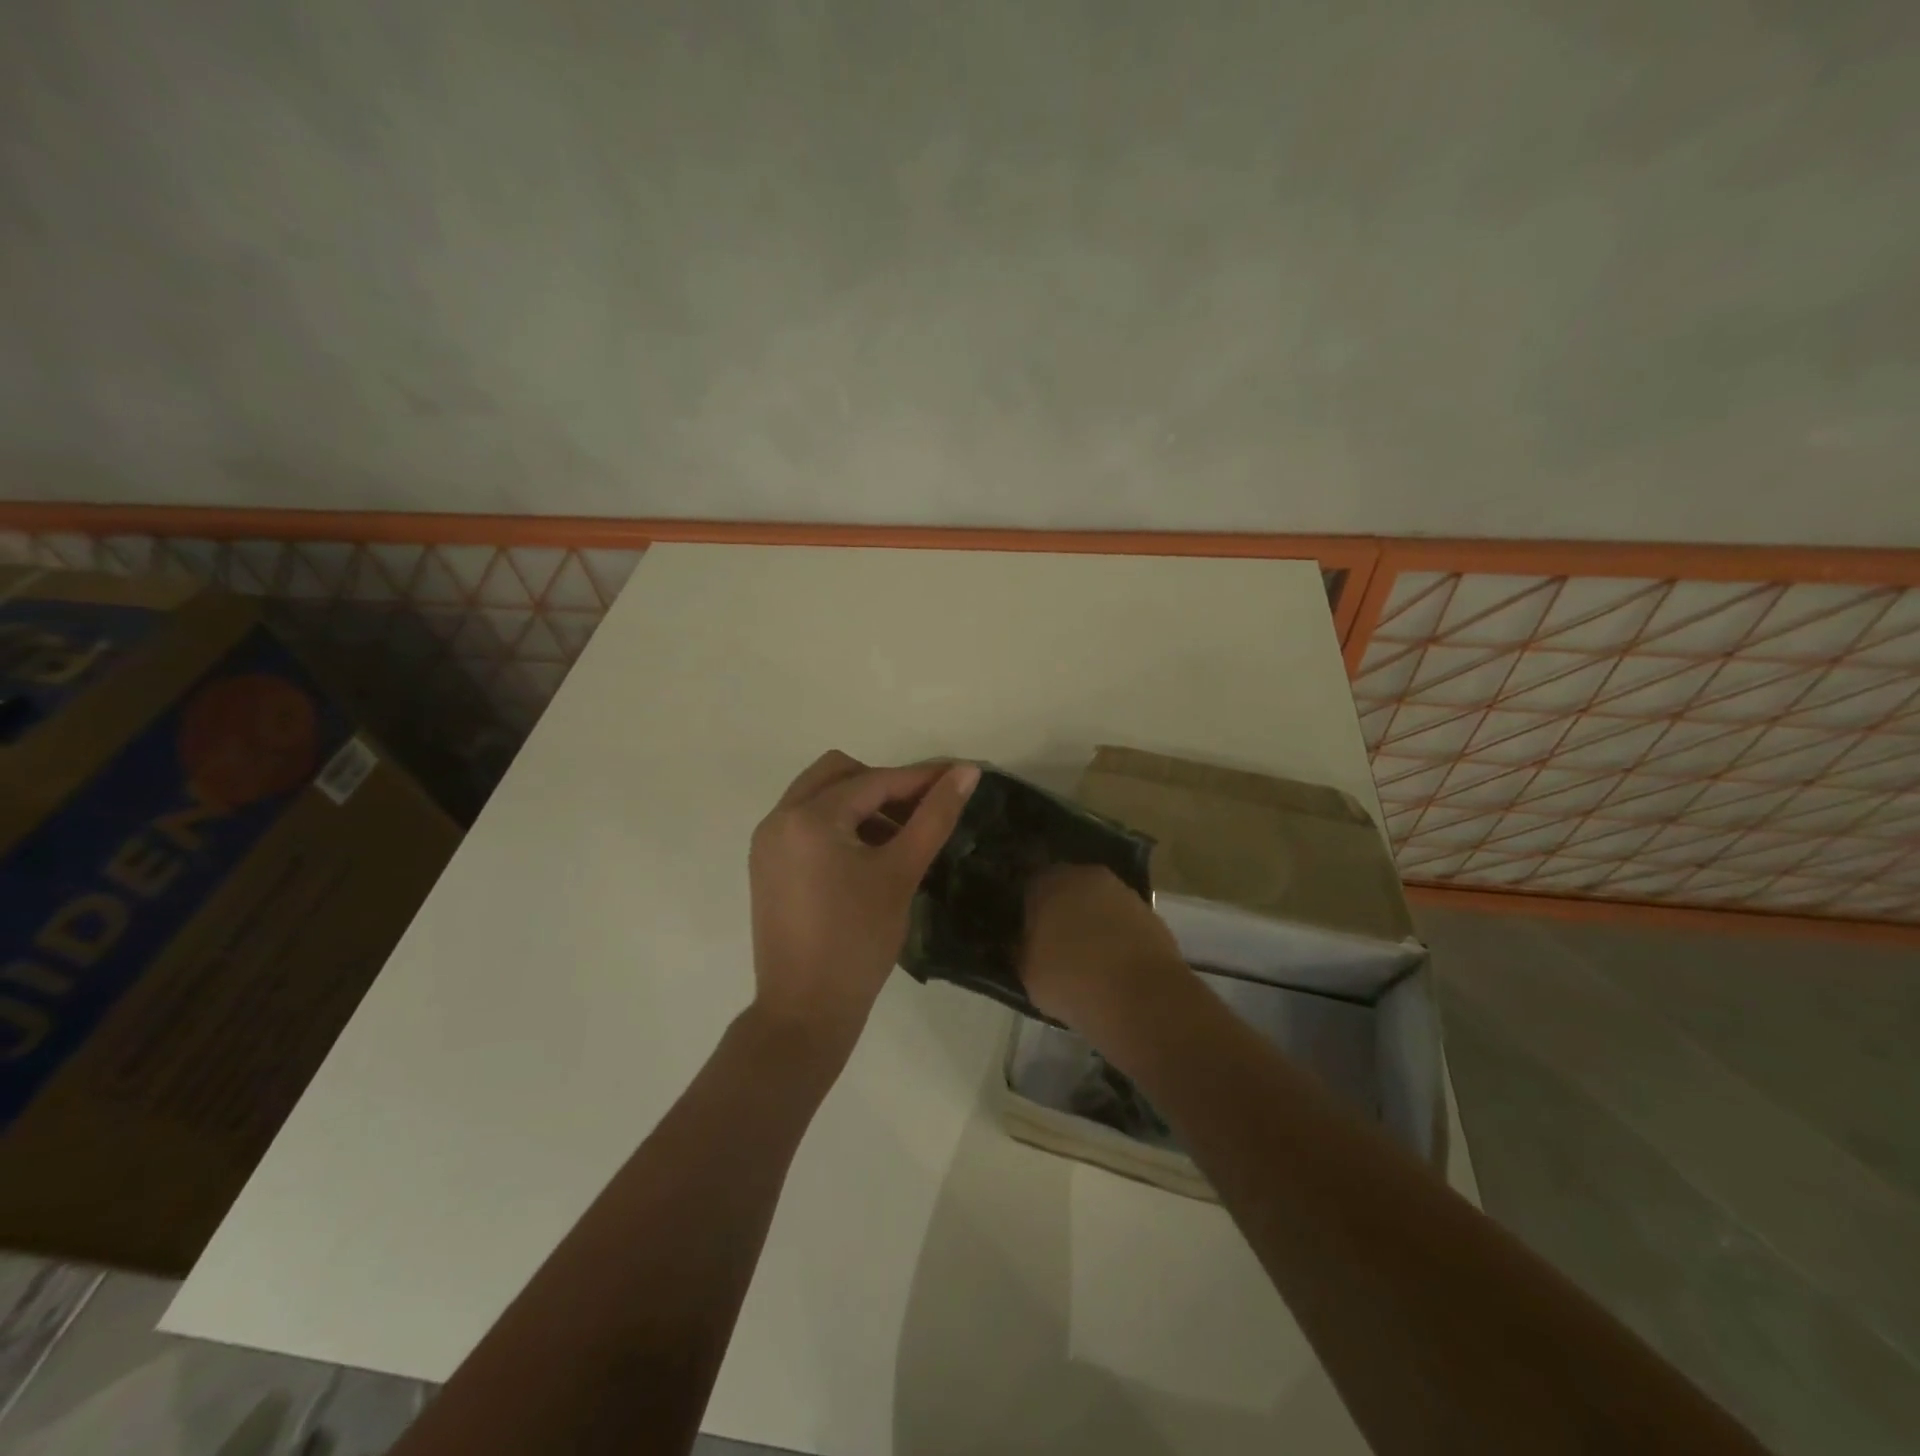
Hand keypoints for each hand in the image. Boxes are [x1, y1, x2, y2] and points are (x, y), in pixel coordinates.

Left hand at [748, 751, 979, 1055]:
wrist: (805, 1011)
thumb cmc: (858, 941)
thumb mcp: (901, 873)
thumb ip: (935, 816)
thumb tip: (968, 771)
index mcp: (808, 817)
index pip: (874, 781)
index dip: (921, 778)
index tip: (960, 775)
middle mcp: (779, 818)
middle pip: (838, 774)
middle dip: (883, 785)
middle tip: (921, 811)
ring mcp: (767, 843)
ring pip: (819, 796)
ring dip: (860, 804)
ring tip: (899, 837)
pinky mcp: (766, 865)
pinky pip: (806, 823)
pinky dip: (838, 825)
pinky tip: (868, 855)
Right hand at [1020, 864, 1188, 1033]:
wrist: (1142, 997)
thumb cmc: (1072, 980)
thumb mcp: (1028, 973)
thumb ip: (1023, 950)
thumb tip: (1025, 944)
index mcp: (1049, 882)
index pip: (1030, 885)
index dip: (1028, 908)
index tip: (1026, 930)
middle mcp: (1086, 876)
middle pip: (1067, 889)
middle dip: (1061, 910)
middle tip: (1054, 942)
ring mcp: (1122, 892)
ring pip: (1097, 903)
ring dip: (1092, 922)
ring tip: (1087, 957)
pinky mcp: (1150, 913)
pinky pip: (1122, 921)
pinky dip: (1117, 936)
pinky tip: (1113, 964)